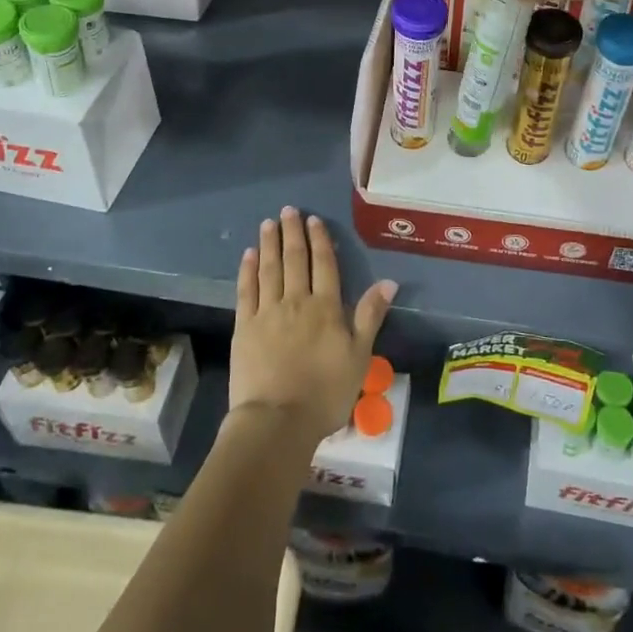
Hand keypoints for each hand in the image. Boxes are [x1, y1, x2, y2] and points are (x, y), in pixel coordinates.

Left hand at [229, 207, 397, 450]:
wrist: (278, 421)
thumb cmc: (325, 392)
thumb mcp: (359, 356)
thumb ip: (370, 316)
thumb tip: (389, 282)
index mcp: (326, 307)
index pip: (324, 265)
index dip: (320, 241)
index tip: (314, 220)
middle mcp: (296, 301)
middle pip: (294, 260)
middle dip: (292, 233)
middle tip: (288, 210)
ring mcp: (267, 312)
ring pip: (269, 269)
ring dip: (269, 243)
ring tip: (269, 223)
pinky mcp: (243, 327)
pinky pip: (246, 291)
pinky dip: (247, 270)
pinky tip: (248, 255)